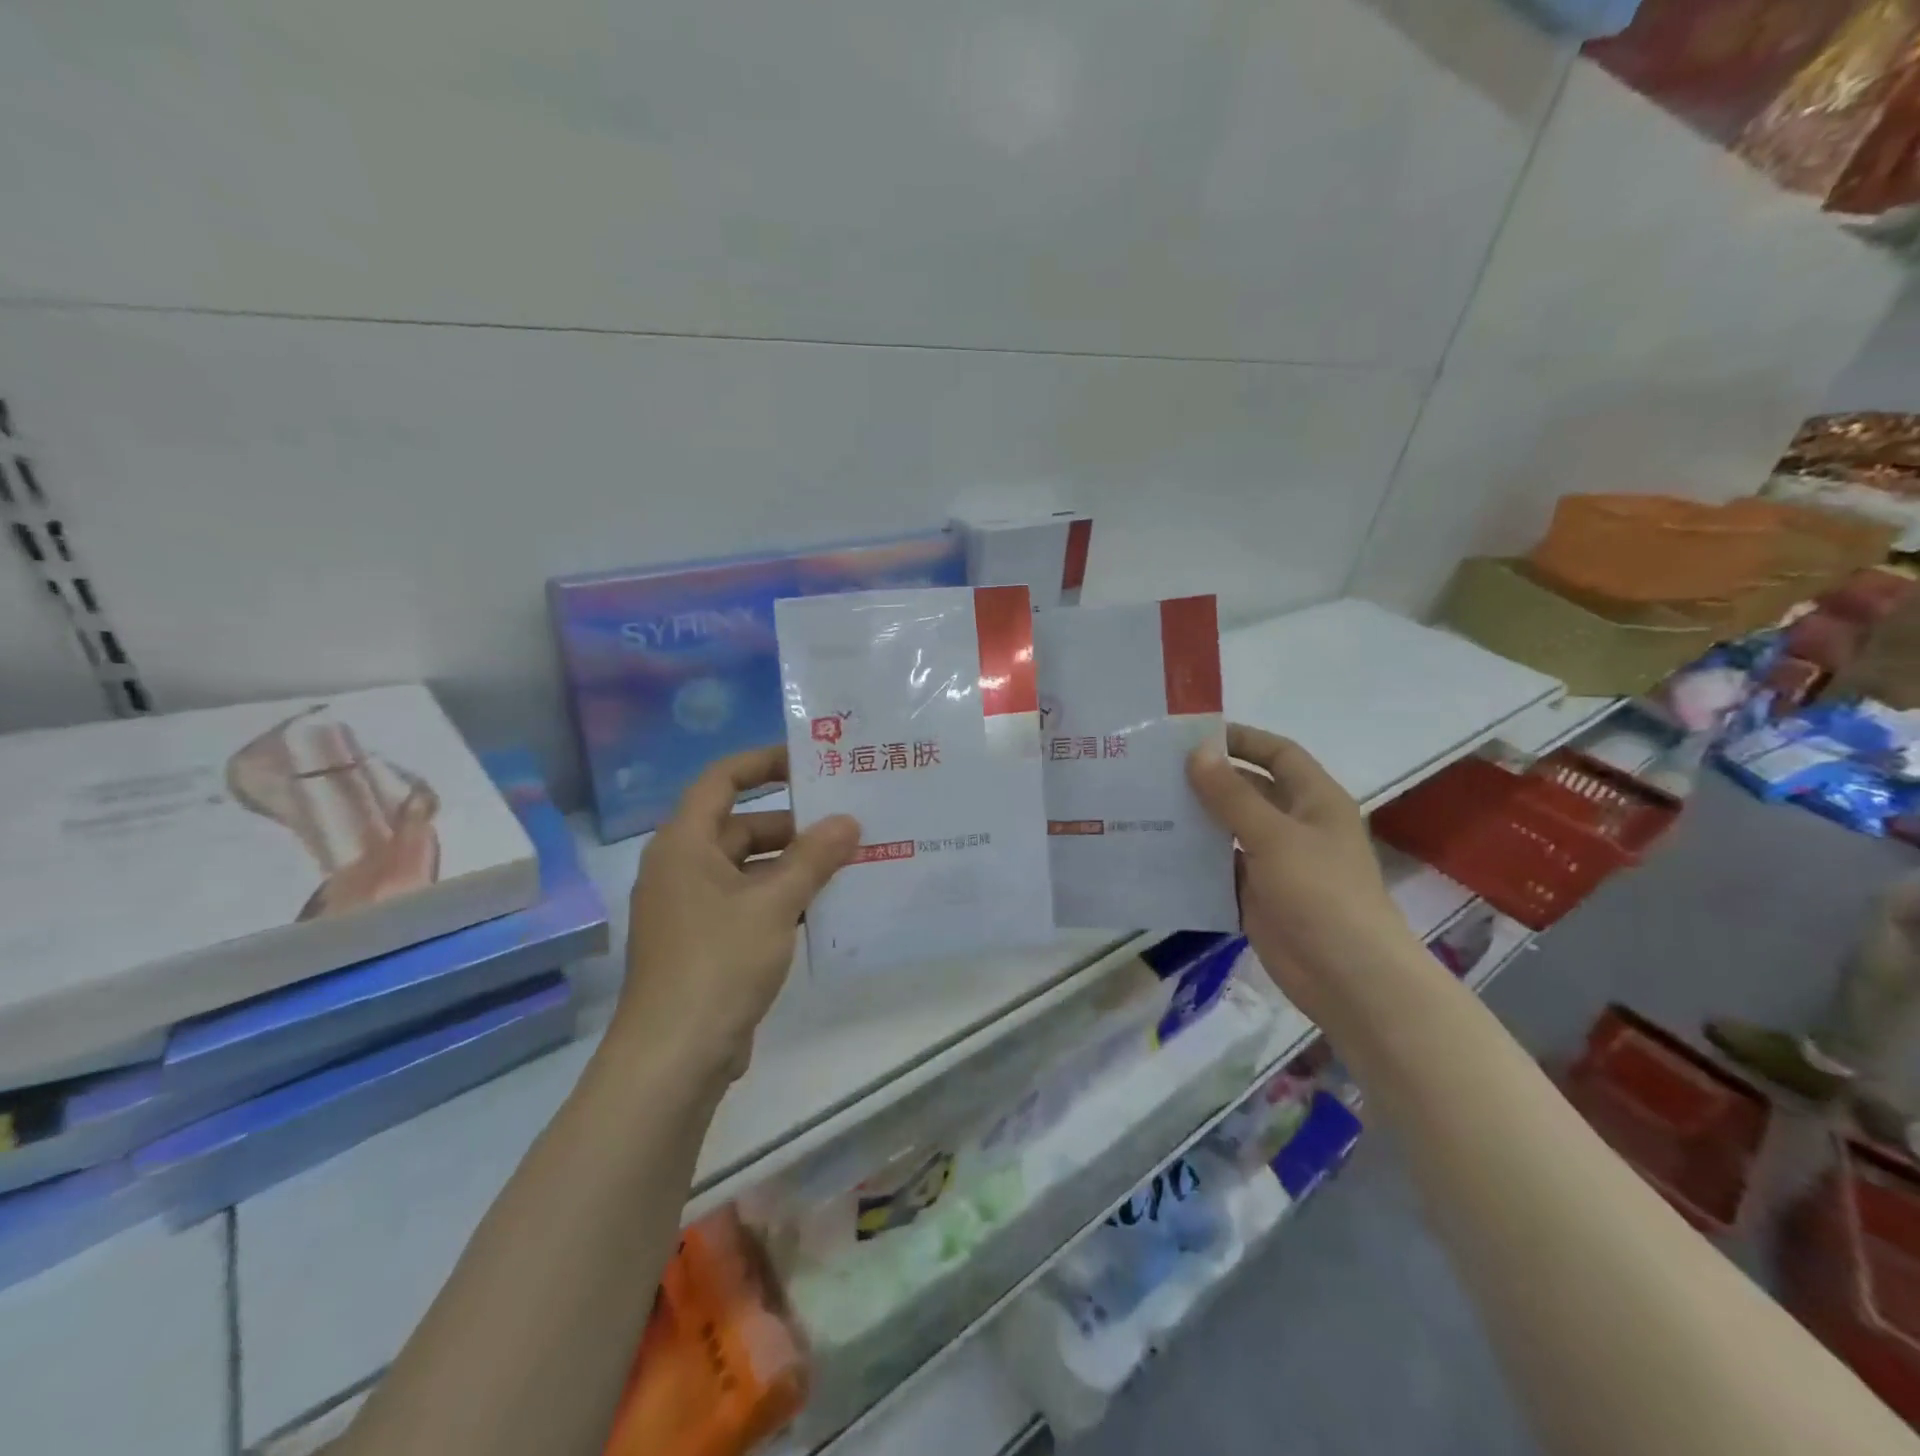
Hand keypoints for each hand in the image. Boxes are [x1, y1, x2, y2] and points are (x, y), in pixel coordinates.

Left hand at [611, 746, 859, 1082]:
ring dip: (793, 864)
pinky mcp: (705, 942)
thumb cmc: (717, 963)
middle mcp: (682, 868)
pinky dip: (782, 897)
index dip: (763, 763)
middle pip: (740, 826)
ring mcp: (692, 908)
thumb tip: (848, 822)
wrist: (674, 1058)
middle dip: (793, 824)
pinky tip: (824, 906)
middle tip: (846, 822)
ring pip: (748, 868)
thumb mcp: (773, 903)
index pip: (722, 780)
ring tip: (847, 861)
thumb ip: (813, 858)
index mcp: (684, 844)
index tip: (809, 763)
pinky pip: (748, 902)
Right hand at [1186, 724, 1416, 1025]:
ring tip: (1148, 806)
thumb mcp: (1274, 836)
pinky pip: (1221, 868)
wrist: (1347, 977)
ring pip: (1230, 830)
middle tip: (1157, 770)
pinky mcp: (1257, 896)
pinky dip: (1195, 861)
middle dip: (1209, 779)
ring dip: (1197, 820)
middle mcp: (1296, 826)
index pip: (1278, 754)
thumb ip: (1232, 795)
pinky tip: (1158, 852)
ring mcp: (1276, 863)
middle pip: (1249, 790)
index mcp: (1314, 801)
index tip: (1193, 735)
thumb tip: (1197, 751)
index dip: (1242, 740)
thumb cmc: (1321, 893)